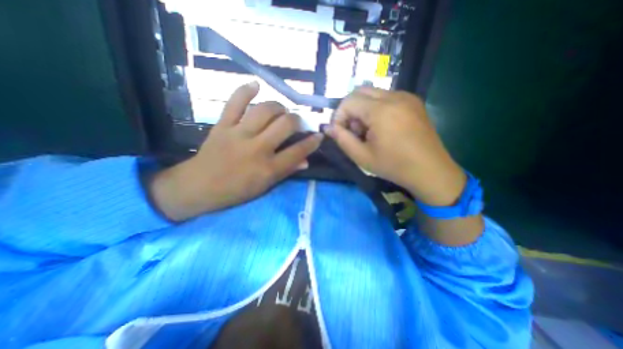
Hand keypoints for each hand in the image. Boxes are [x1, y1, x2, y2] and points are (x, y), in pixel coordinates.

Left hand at [151, 82, 323, 220]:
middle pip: (285, 125)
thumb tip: (306, 161)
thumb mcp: (266, 186)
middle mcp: (257, 148)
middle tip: (297, 123)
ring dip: (278, 107)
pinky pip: (234, 103)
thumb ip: (287, 171)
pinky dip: (245, 90)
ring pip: (264, 110)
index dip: (313, 142)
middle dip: (298, 121)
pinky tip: (256, 84)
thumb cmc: (236, 191)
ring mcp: (238, 134)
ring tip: (282, 111)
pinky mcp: (222, 125)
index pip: (298, 151)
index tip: (319, 135)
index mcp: (268, 168)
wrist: (199, 186)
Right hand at [327, 88, 460, 207]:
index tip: (339, 132)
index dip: (338, 116)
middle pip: (360, 92)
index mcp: (381, 111)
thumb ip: (342, 140)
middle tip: (353, 131)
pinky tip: (381, 127)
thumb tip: (328, 128)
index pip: (348, 101)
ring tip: (368, 131)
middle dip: (350, 110)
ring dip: (363, 109)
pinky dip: (376, 109)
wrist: (431, 170)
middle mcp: (395, 96)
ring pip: (373, 94)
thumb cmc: (394, 166)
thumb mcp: (362, 157)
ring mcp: (406, 97)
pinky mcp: (413, 101)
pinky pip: (386, 98)